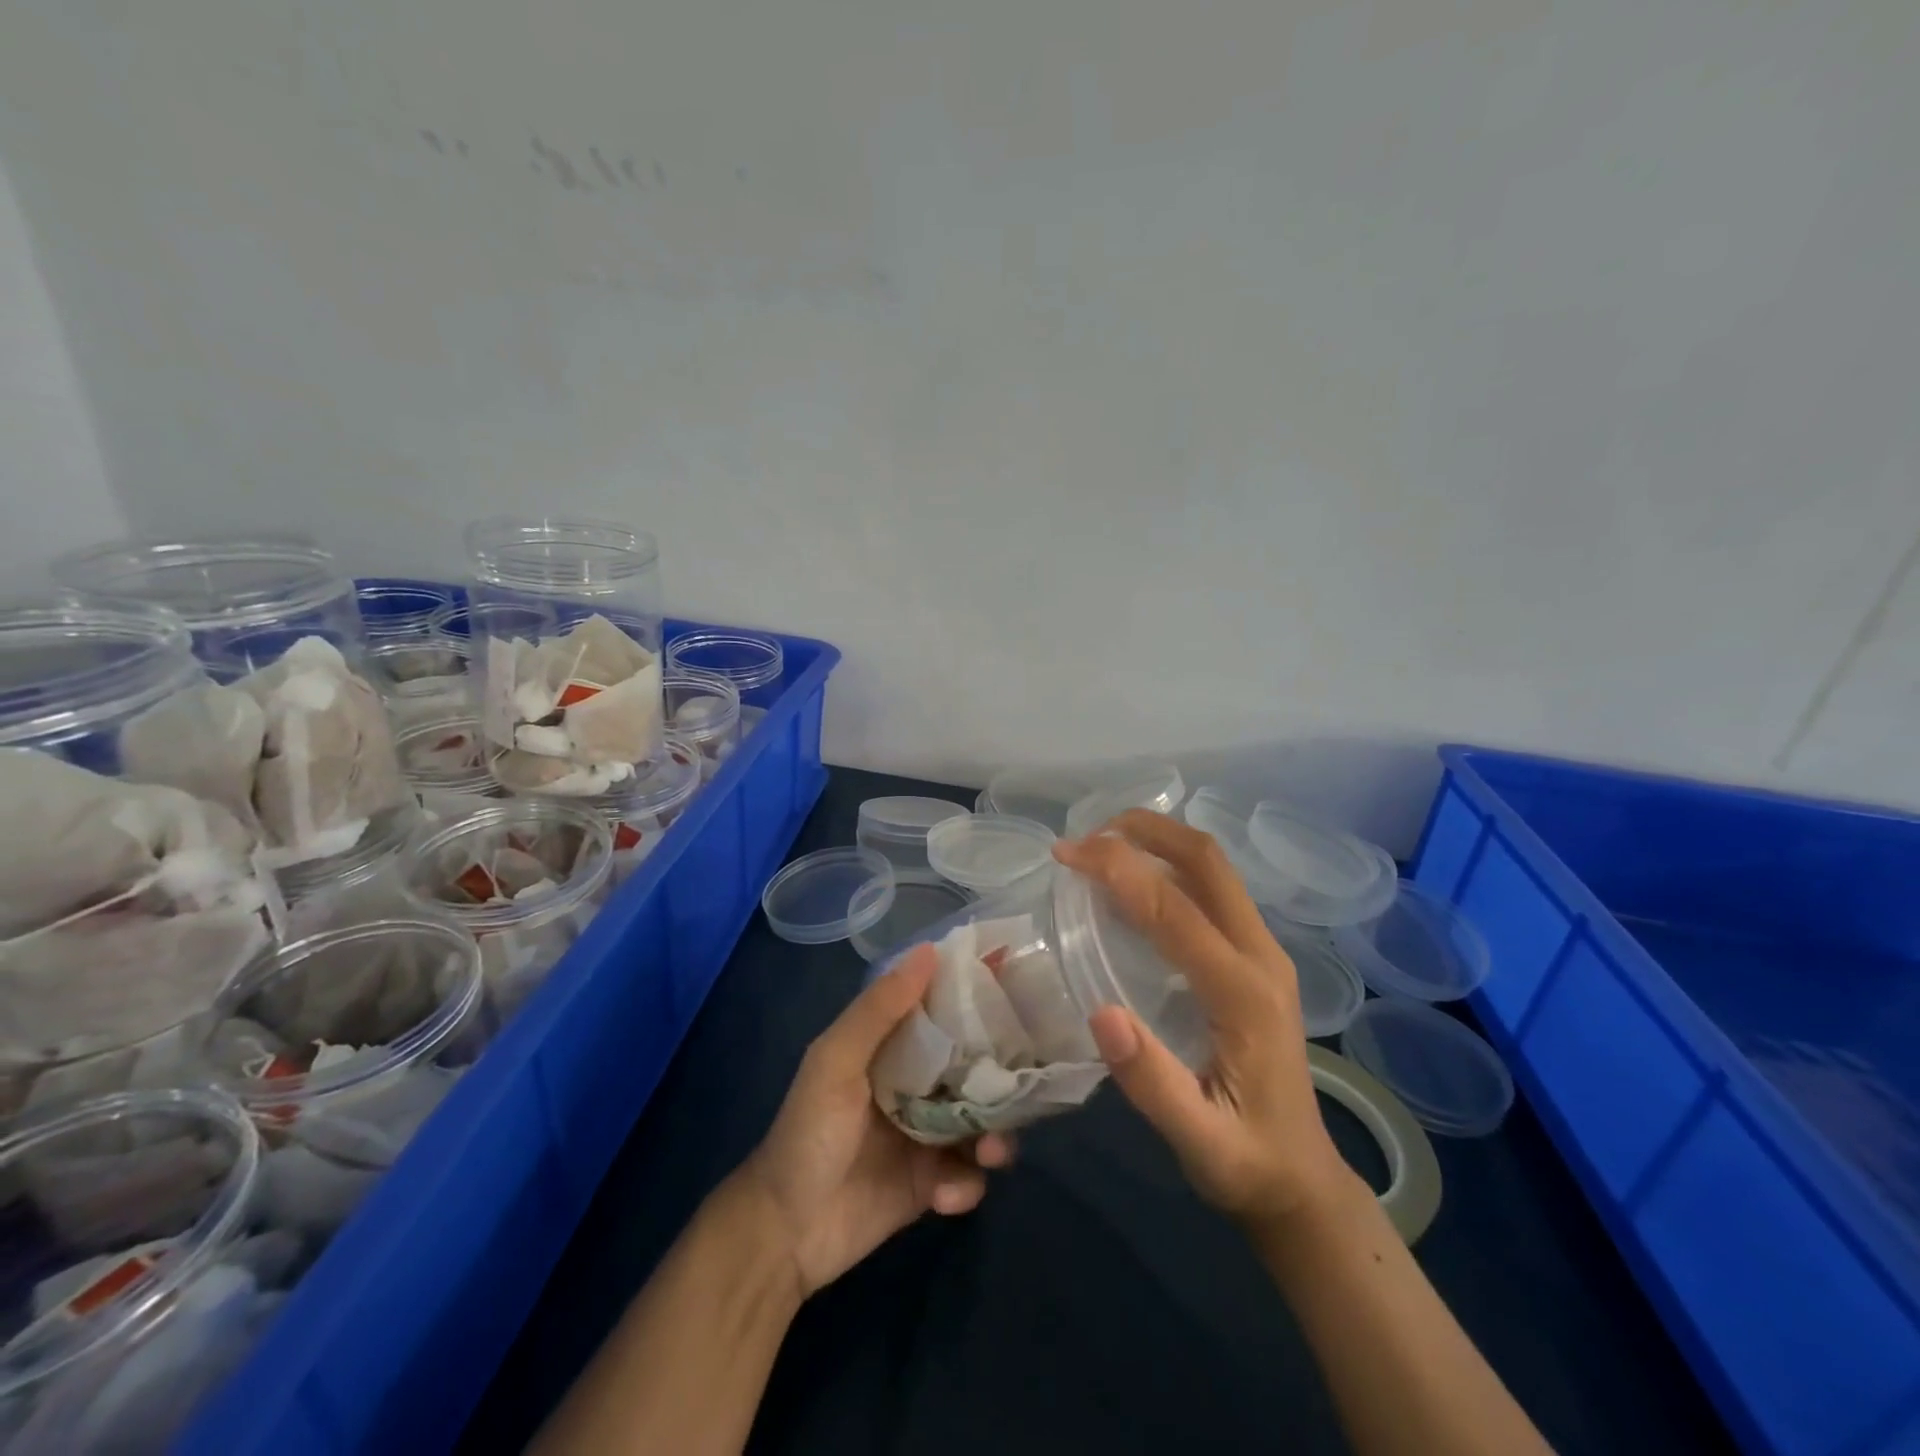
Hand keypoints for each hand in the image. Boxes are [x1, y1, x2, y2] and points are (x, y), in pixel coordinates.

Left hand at [738, 945, 1013, 1297]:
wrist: (787, 1230)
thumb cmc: (810, 1131)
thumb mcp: (836, 1060)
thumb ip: (880, 1009)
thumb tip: (930, 950)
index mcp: (895, 1047)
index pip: (946, 1012)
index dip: (979, 1002)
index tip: (1017, 990)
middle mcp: (919, 1084)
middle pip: (977, 1069)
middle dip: (1002, 1078)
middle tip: (1020, 1085)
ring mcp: (930, 1135)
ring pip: (985, 1123)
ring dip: (996, 1136)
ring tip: (990, 1151)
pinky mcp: (935, 1184)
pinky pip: (971, 1176)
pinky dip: (966, 1184)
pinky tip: (943, 1195)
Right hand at [1055, 810, 1354, 1227]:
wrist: (1304, 1181)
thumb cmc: (1247, 1162)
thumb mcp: (1198, 1142)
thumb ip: (1152, 1083)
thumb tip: (1100, 1013)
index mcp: (1244, 994)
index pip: (1175, 909)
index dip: (1118, 870)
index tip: (1066, 855)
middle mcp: (1261, 956)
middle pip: (1208, 861)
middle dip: (1146, 830)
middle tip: (1086, 835)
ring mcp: (1263, 952)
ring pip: (1213, 868)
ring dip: (1158, 841)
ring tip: (1102, 845)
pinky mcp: (1256, 957)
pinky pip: (1213, 889)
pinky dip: (1169, 866)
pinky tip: (1134, 882)